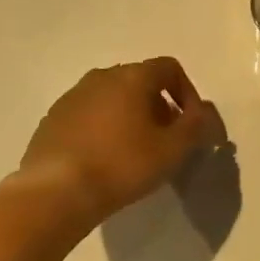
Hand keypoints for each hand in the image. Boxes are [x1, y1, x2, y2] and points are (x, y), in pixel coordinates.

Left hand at [18, 59, 219, 223]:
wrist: (55, 192)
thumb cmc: (121, 165)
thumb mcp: (172, 149)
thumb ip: (196, 126)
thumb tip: (206, 113)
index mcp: (132, 76)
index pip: (170, 68)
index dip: (188, 93)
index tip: (191, 125)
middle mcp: (102, 76)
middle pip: (141, 82)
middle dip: (159, 106)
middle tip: (166, 140)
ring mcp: (73, 96)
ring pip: (113, 97)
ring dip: (130, 117)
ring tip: (134, 152)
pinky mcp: (53, 118)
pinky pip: (89, 115)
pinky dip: (103, 128)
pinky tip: (103, 159)